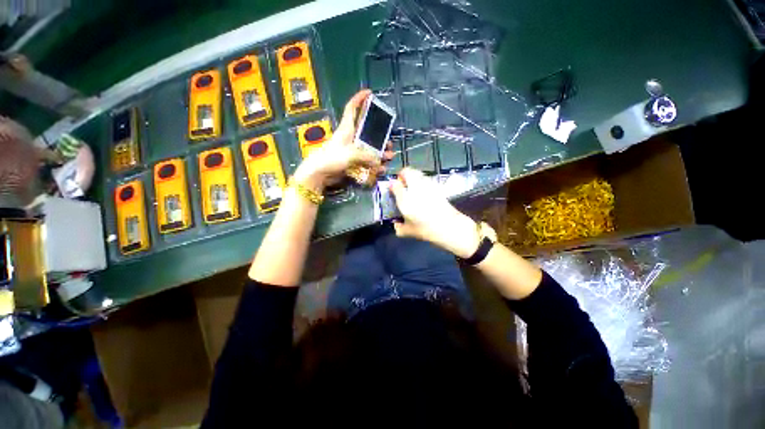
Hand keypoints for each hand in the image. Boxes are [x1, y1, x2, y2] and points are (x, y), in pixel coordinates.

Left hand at [294, 89, 393, 190]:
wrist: (318, 174)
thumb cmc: (331, 158)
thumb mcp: (349, 154)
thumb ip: (366, 156)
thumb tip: (378, 161)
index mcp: (346, 129)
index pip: (351, 109)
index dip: (359, 99)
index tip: (369, 93)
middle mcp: (351, 138)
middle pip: (367, 133)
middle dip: (380, 137)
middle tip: (389, 143)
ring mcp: (352, 151)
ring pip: (369, 149)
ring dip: (380, 153)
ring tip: (390, 156)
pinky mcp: (352, 162)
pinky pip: (366, 162)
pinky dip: (374, 166)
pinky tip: (381, 169)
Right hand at [390, 168, 480, 257]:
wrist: (449, 226)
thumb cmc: (426, 230)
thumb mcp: (408, 232)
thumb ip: (399, 228)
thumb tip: (396, 224)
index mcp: (405, 199)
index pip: (395, 185)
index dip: (392, 185)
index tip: (392, 188)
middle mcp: (415, 189)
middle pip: (407, 172)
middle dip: (403, 175)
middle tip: (402, 183)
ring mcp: (427, 186)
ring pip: (418, 173)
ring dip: (413, 176)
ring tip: (412, 186)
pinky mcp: (437, 187)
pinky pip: (426, 179)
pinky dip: (422, 180)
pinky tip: (423, 191)